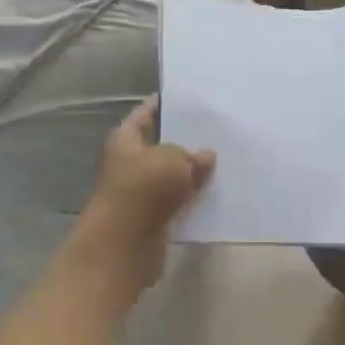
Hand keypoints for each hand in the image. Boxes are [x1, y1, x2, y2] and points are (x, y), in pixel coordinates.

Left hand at [82, 98, 214, 288]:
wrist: (123, 246)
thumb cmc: (142, 190)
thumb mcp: (172, 160)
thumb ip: (191, 155)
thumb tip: (205, 156)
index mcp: (124, 140)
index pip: (144, 115)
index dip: (161, 105)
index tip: (184, 98)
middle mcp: (128, 163)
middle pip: (159, 146)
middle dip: (183, 139)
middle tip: (214, 129)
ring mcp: (139, 193)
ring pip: (169, 175)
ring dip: (190, 171)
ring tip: (222, 159)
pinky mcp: (150, 218)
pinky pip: (176, 201)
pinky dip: (191, 197)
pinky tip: (215, 191)